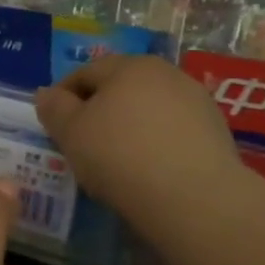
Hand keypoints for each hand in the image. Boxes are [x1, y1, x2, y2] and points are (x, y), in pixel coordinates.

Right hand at [35, 55, 244, 237]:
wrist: (194, 199)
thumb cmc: (120, 156)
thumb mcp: (70, 132)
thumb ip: (54, 107)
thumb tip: (47, 93)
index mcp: (129, 66)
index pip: (85, 72)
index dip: (62, 96)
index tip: (53, 125)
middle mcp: (166, 73)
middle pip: (120, 87)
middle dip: (98, 109)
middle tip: (81, 141)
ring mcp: (197, 102)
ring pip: (148, 109)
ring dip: (129, 126)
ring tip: (115, 159)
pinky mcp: (216, 132)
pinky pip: (172, 131)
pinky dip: (155, 143)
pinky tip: (148, 169)